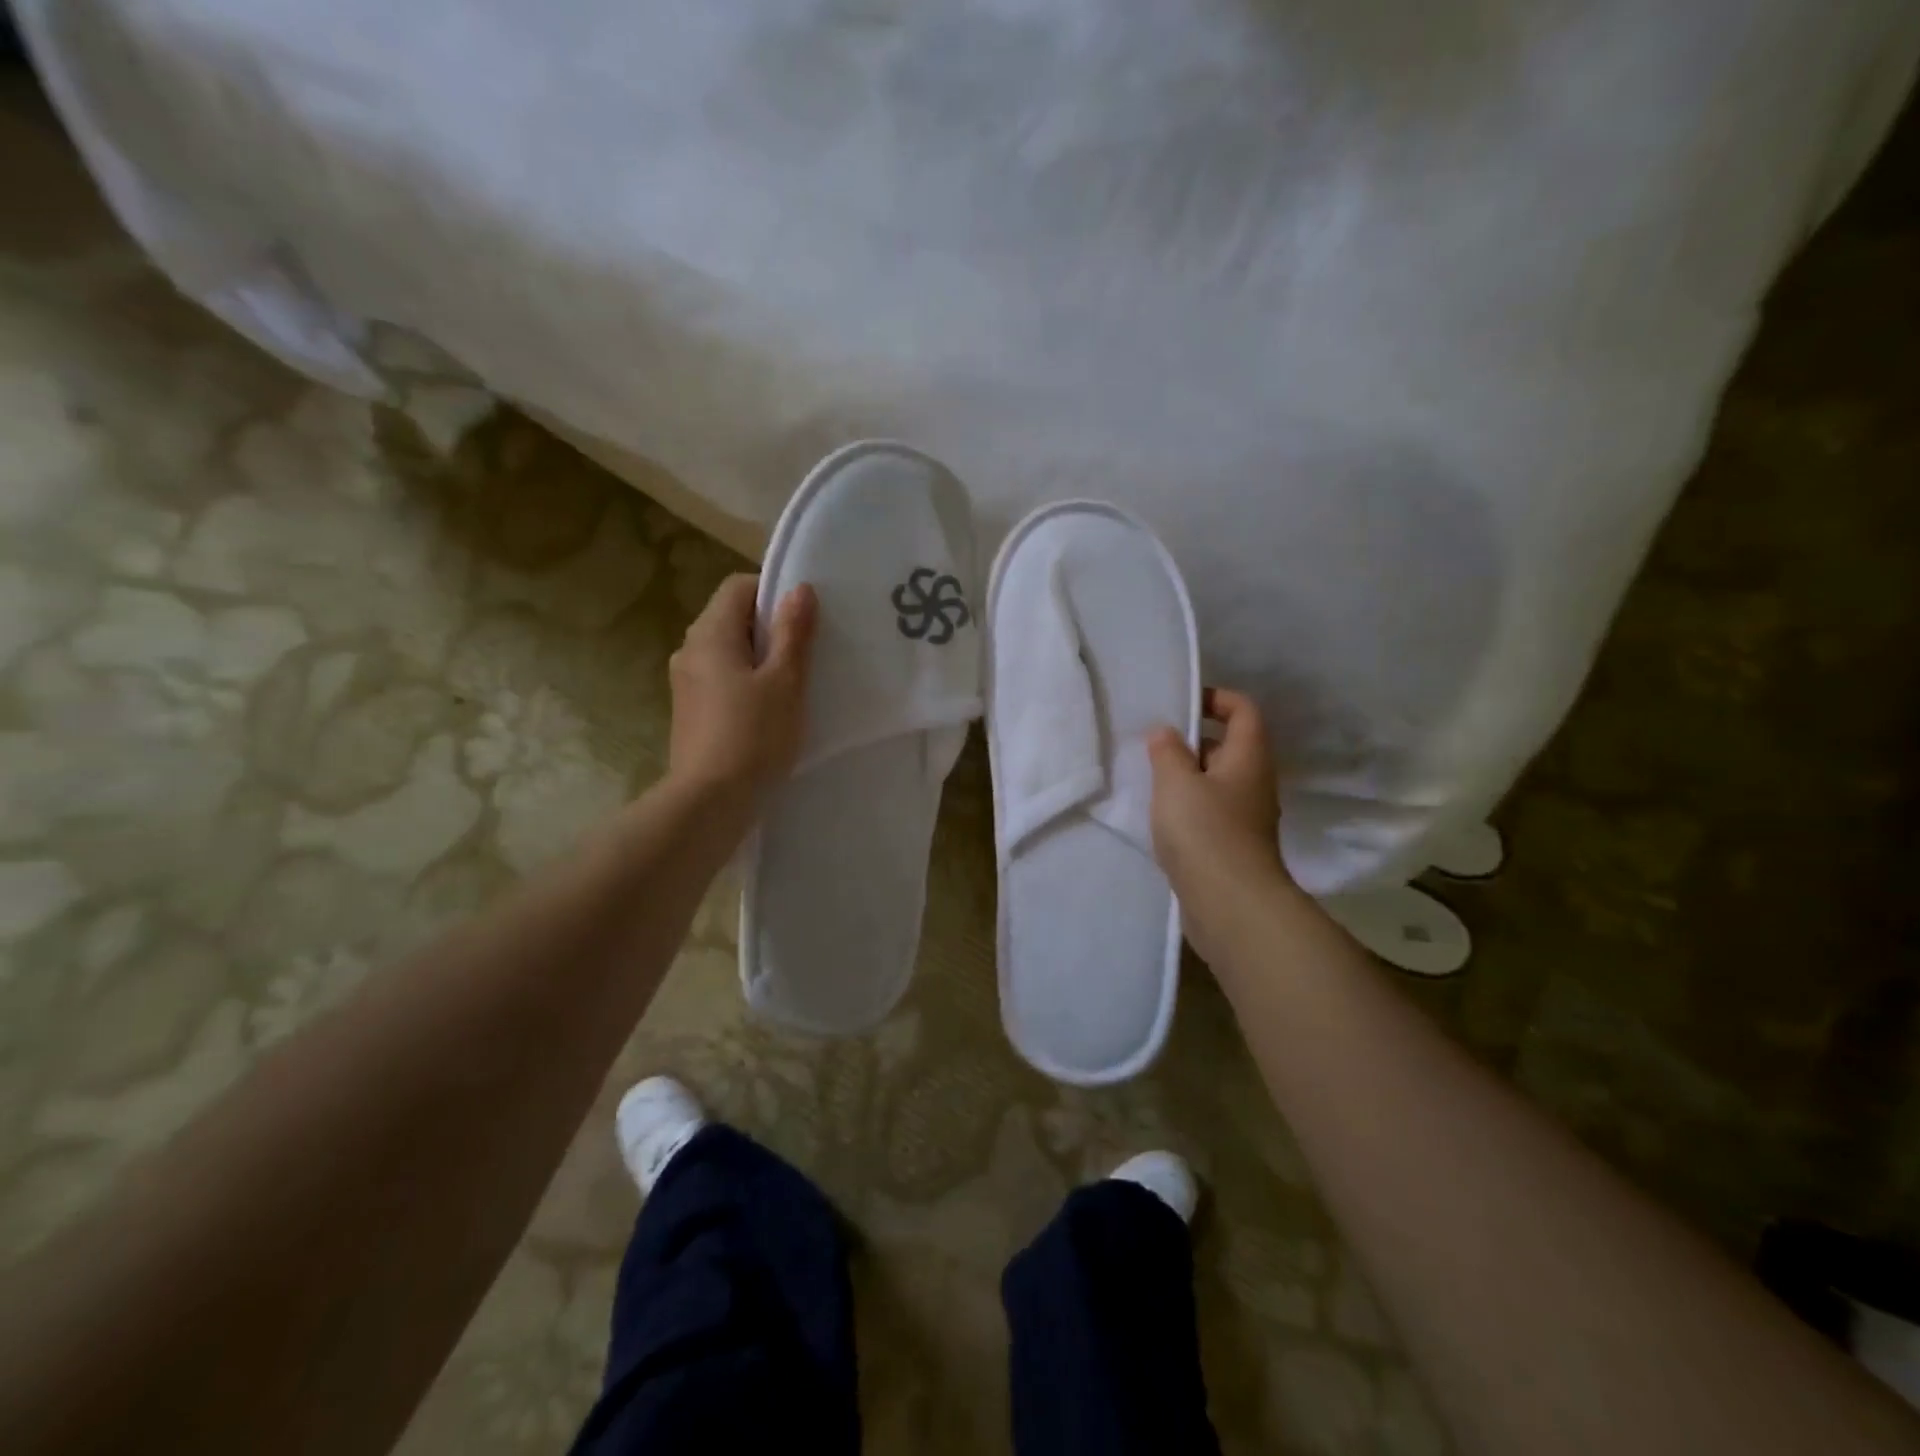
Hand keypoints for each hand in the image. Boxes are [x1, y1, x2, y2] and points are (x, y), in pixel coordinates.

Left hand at [667, 573, 816, 803]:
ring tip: (792, 683)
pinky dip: (745, 682)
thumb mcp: (785, 681)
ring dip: (759, 658)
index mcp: (710, 633)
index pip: (738, 586)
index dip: (773, 592)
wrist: (710, 802)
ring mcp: (686, 682)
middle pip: (731, 618)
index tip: (805, 618)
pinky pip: (721, 679)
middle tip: (807, 651)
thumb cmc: (753, 736)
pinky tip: (768, 710)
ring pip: (727, 651)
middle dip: (769, 628)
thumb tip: (799, 589)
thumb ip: (793, 633)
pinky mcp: (690, 711)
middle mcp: (690, 649)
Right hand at [1147, 687, 1290, 957]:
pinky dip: (1187, 806)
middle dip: (1192, 740)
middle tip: (1153, 744)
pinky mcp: (1233, 846)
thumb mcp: (1176, 782)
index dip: (1215, 698)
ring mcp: (1246, 817)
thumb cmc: (1205, 831)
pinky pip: (1210, 811)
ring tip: (1149, 779)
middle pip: (1228, 746)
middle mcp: (1254, 782)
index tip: (1181, 704)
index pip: (1243, 710)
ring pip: (1216, 782)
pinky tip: (1159, 817)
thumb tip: (1166, 732)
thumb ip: (1167, 751)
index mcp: (1248, 757)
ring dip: (1186, 776)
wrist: (1230, 904)